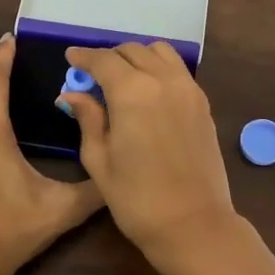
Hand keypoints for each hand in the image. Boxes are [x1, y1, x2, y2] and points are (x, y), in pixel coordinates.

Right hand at [54, 41, 234, 258]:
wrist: (193, 224)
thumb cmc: (136, 198)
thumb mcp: (99, 160)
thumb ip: (88, 119)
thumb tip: (71, 94)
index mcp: (132, 92)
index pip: (103, 60)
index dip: (84, 57)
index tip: (70, 57)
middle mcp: (163, 80)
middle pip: (133, 51)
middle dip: (110, 57)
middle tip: (93, 74)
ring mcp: (189, 90)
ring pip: (160, 53)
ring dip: (138, 57)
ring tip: (123, 78)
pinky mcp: (203, 104)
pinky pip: (178, 71)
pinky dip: (159, 69)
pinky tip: (148, 92)